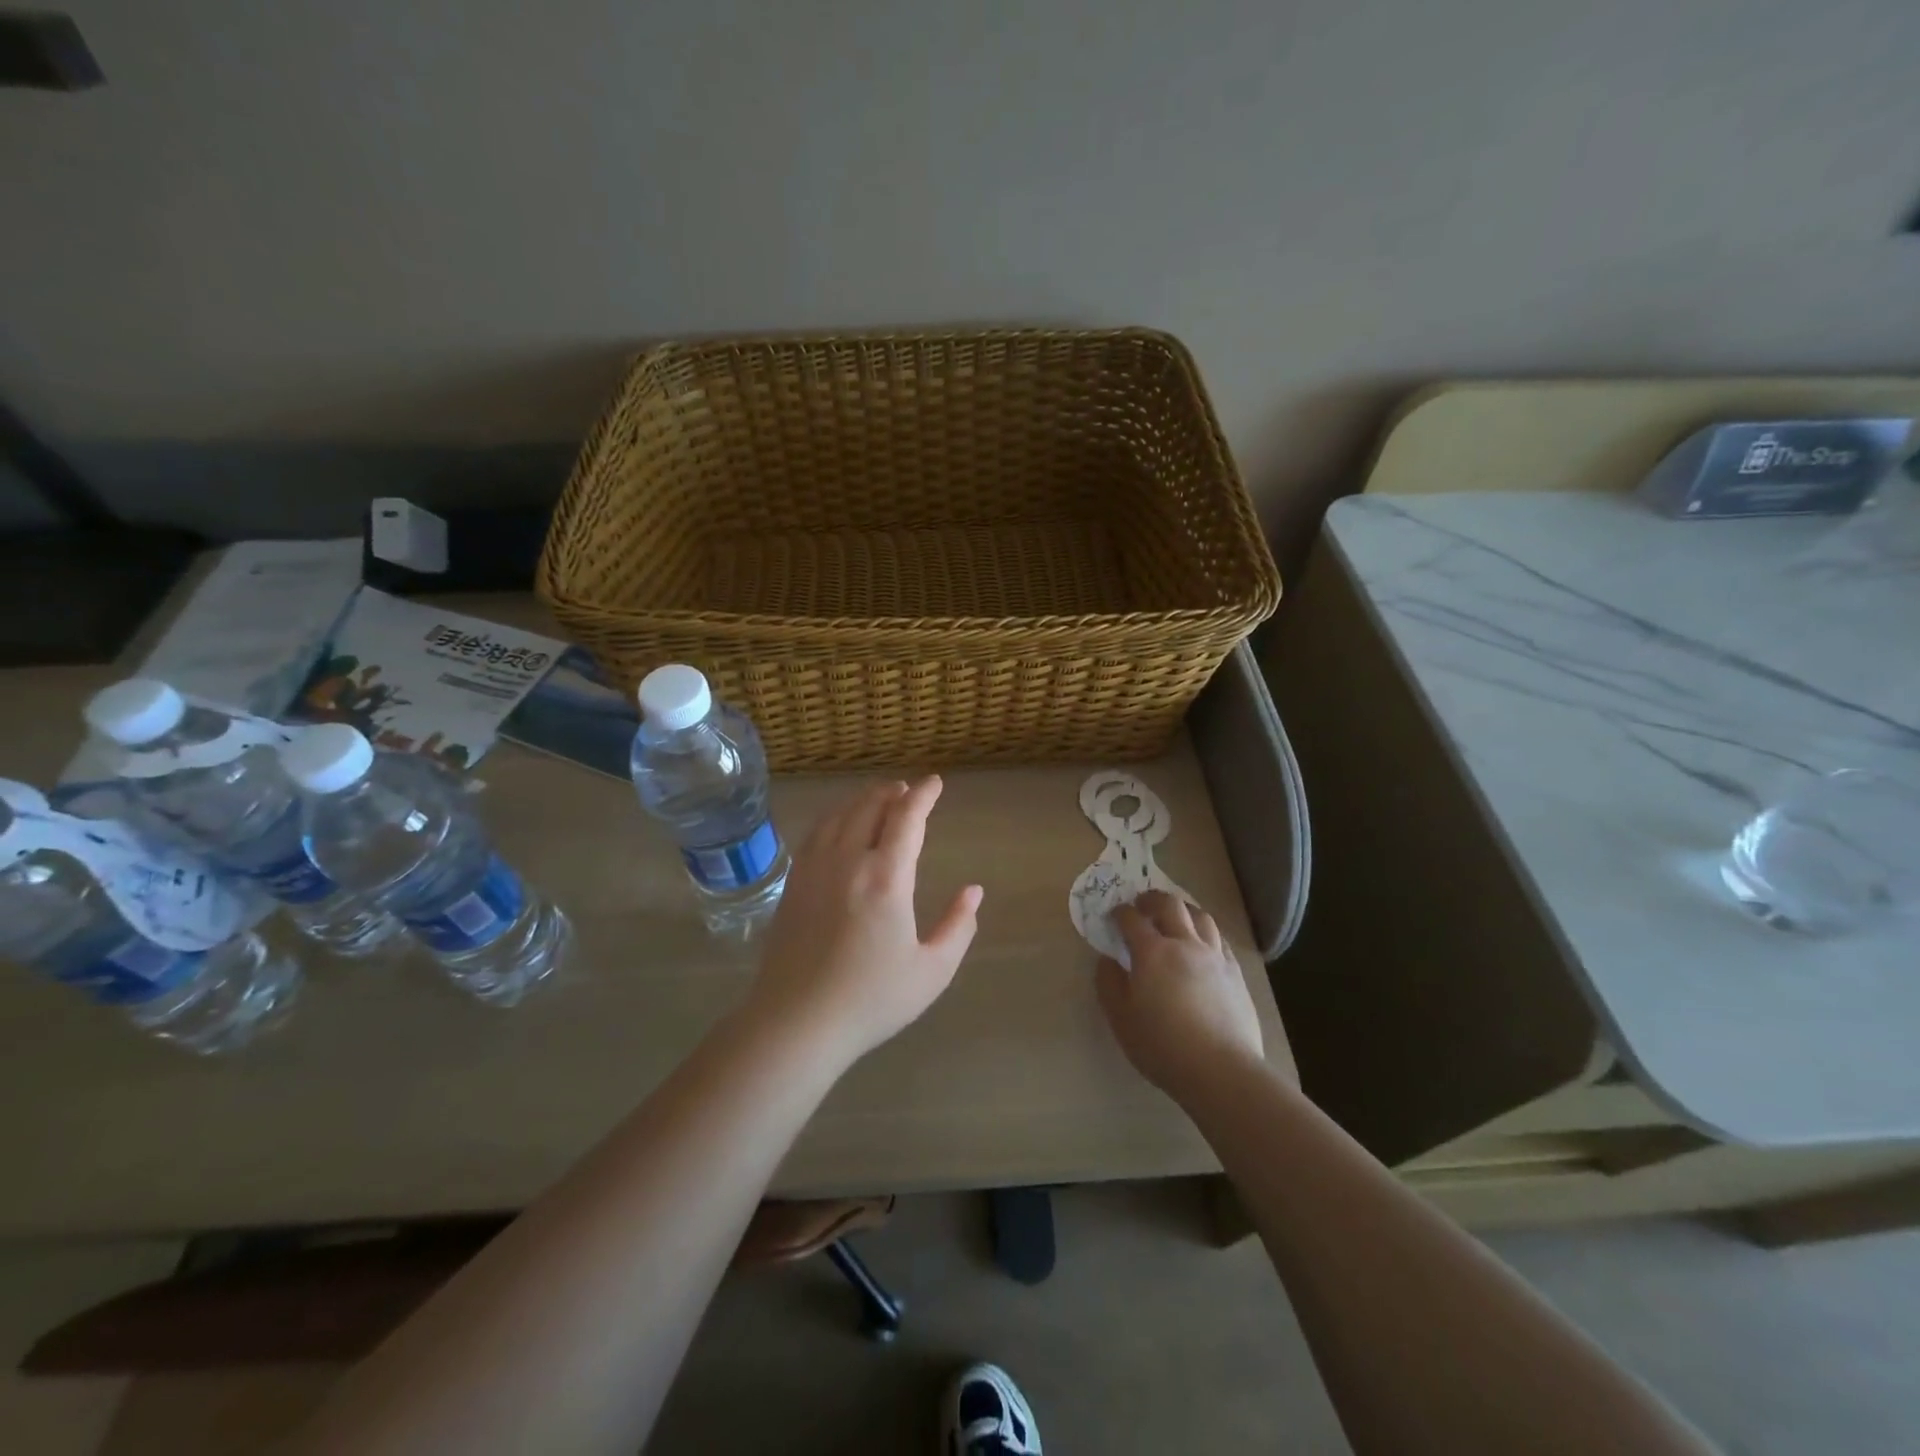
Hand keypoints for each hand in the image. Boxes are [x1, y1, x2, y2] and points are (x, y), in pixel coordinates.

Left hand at [746, 777, 982, 1068]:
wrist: (797, 1021)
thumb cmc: (871, 999)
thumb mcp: (932, 971)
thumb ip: (958, 926)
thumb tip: (974, 891)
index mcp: (887, 877)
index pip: (906, 818)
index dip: (923, 795)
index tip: (935, 783)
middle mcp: (849, 861)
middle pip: (870, 807)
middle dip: (893, 792)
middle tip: (908, 790)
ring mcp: (815, 869)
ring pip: (840, 815)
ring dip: (863, 800)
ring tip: (878, 798)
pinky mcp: (793, 883)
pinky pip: (816, 833)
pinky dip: (835, 817)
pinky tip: (839, 825)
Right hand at [1095, 890, 1266, 1100]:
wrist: (1222, 1070)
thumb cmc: (1162, 1045)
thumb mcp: (1121, 1018)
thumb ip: (1109, 984)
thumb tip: (1107, 960)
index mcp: (1152, 952)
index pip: (1132, 919)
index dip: (1120, 912)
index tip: (1114, 915)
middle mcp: (1185, 944)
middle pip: (1170, 905)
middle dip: (1152, 899)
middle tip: (1142, 905)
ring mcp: (1215, 956)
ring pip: (1200, 916)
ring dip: (1183, 910)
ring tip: (1175, 918)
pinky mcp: (1235, 973)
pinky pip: (1220, 939)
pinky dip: (1206, 933)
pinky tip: (1202, 945)